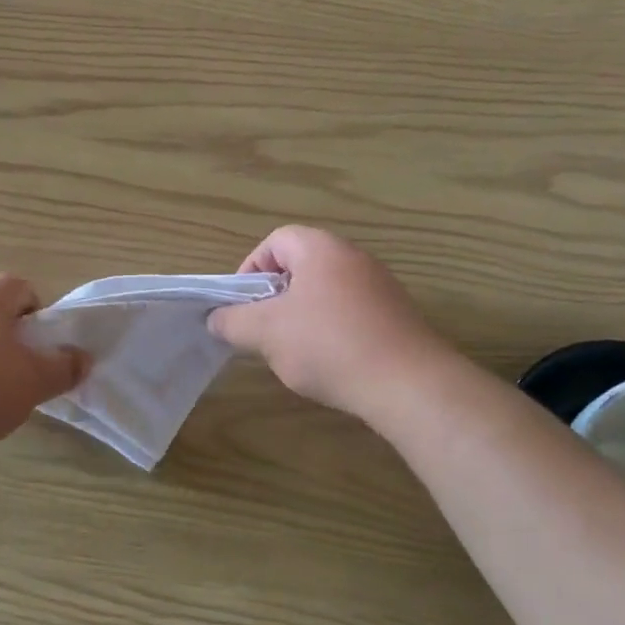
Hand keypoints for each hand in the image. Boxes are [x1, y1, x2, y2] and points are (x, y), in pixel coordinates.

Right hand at [208, 226, 455, 420]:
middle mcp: (353, 257)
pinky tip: (331, 364)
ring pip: (325, 292)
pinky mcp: (396, 315)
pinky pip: (351, 313)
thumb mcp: (267, 333)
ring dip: (302, 318)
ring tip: (295, 352)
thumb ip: (233, 321)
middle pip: (300, 266)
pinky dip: (332, 332)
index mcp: (321, 248)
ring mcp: (379, 285)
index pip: (275, 241)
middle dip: (276, 298)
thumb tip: (215, 319)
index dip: (251, 269)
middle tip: (265, 330)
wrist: (408, 383)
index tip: (244, 305)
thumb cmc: (329, 345)